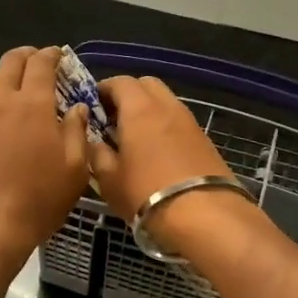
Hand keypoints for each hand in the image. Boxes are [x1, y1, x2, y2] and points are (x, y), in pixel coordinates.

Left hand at [0, 47, 90, 278]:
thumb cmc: (39, 199)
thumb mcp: (74, 169)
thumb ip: (76, 131)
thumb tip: (77, 108)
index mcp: (32, 104)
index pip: (41, 64)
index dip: (51, 55)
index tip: (60, 55)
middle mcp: (1, 102)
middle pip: (10, 63)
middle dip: (26, 56)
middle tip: (39, 63)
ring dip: (7, 75)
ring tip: (20, 86)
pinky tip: (1, 116)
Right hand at [88, 76, 243, 252]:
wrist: (204, 215)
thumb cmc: (146, 193)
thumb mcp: (108, 179)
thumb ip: (97, 153)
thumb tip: (96, 142)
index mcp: (139, 109)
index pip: (119, 82)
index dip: (103, 89)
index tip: (92, 107)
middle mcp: (167, 106)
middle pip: (146, 85)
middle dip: (128, 95)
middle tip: (113, 119)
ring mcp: (190, 122)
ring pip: (165, 102)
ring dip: (148, 111)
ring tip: (135, 138)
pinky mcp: (205, 140)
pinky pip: (178, 122)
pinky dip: (164, 127)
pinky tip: (157, 152)